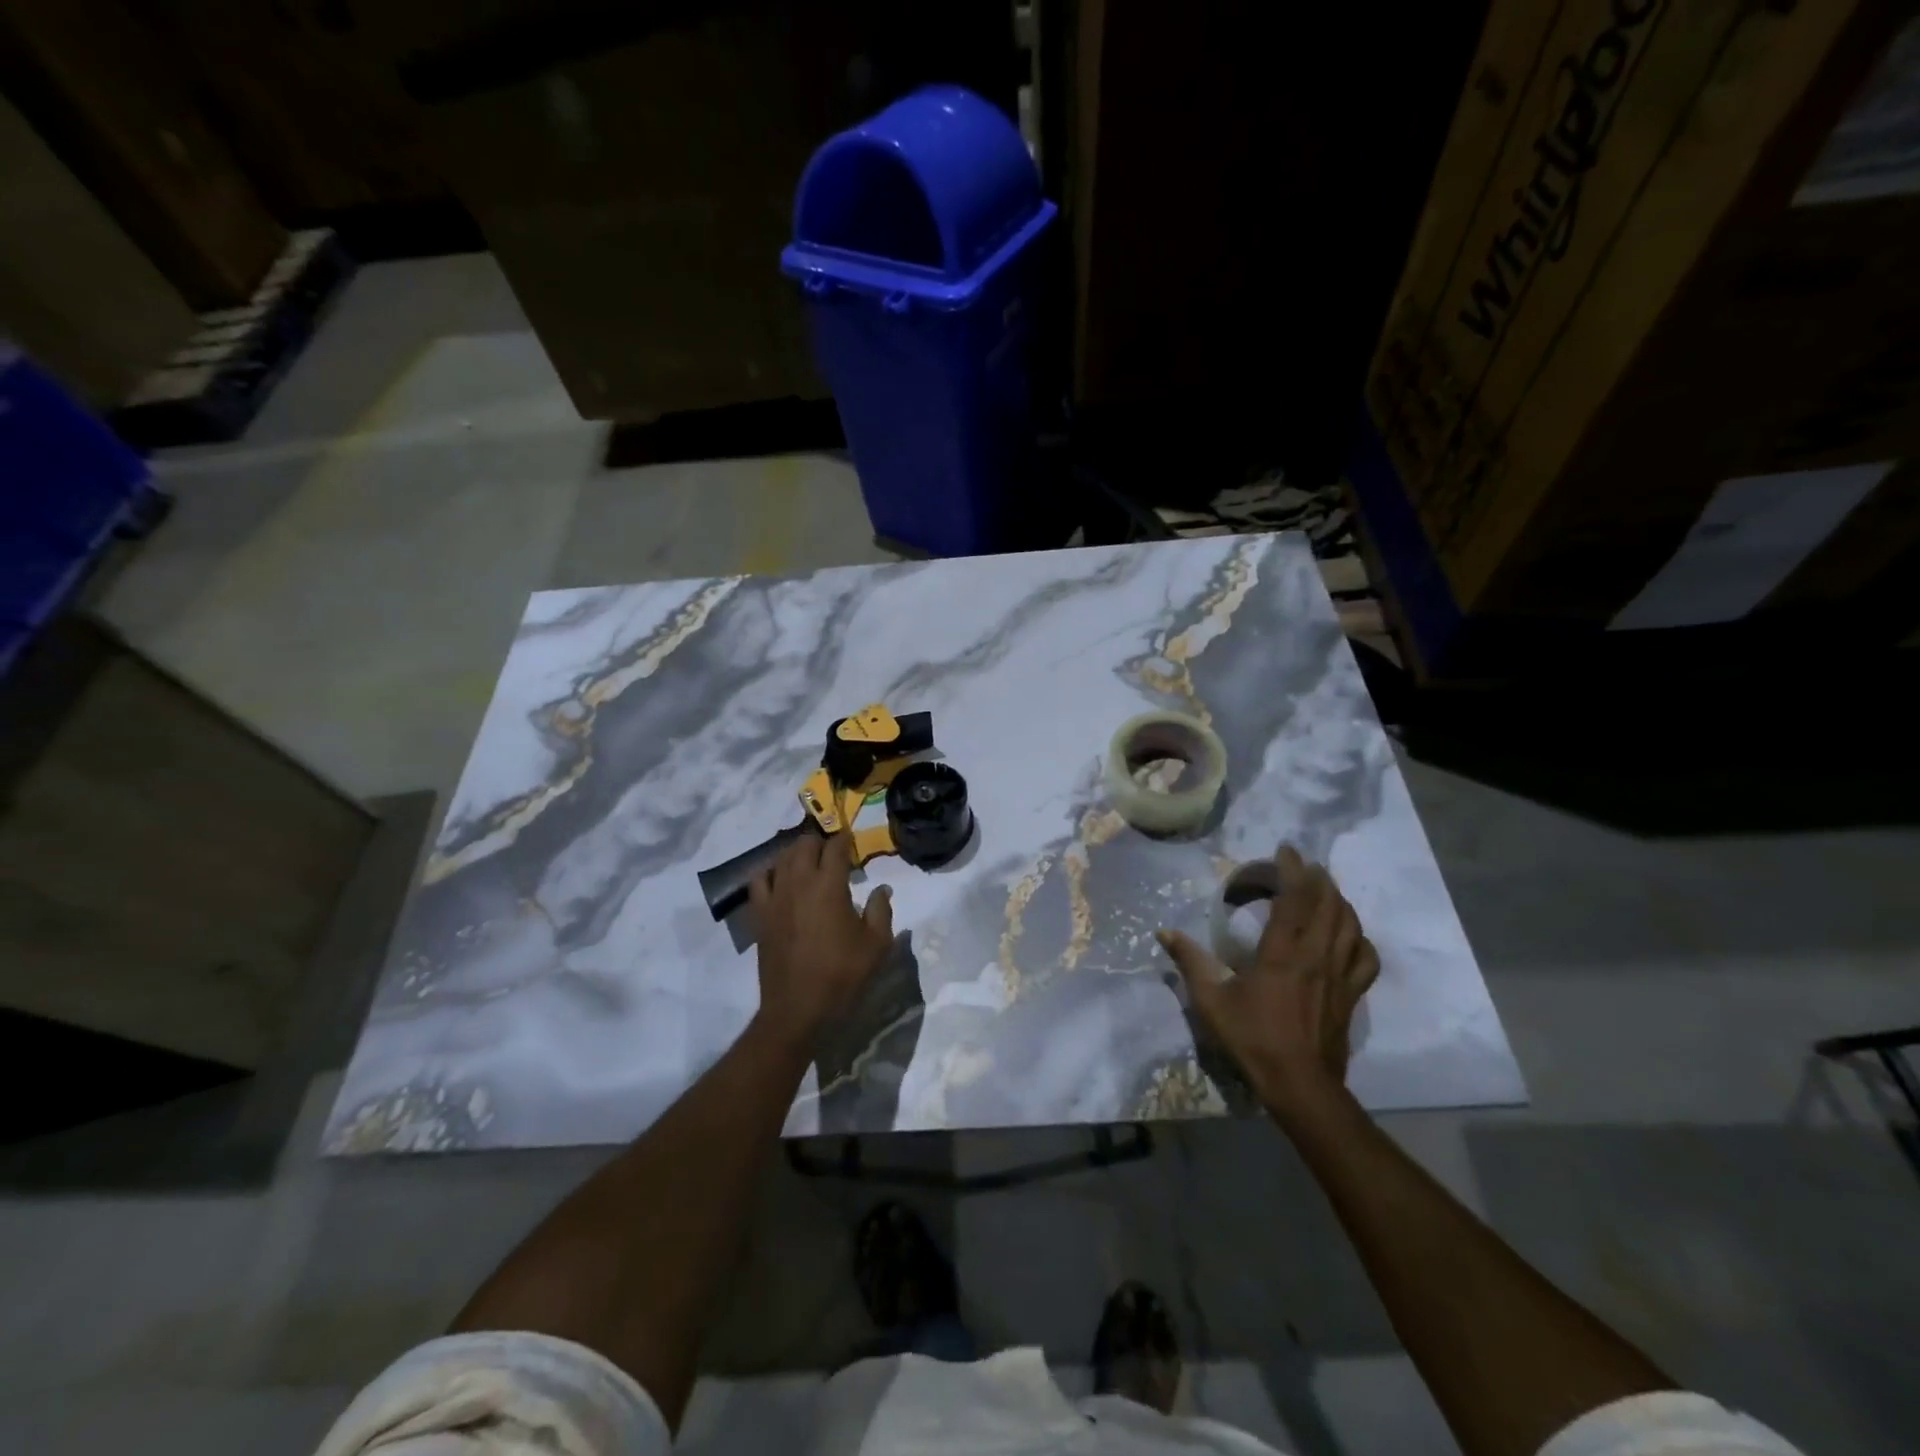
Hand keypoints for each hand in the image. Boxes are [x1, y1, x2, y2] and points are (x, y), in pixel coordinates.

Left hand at [749, 831, 894, 1045]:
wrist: (797, 1009)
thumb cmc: (842, 975)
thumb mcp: (876, 945)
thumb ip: (882, 910)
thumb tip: (882, 888)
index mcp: (829, 885)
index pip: (835, 847)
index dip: (845, 839)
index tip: (852, 840)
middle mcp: (799, 882)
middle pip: (804, 844)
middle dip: (820, 842)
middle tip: (833, 853)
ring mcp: (775, 897)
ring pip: (780, 857)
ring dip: (796, 853)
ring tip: (808, 861)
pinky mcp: (759, 914)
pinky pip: (758, 881)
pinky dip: (770, 872)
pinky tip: (779, 879)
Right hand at [1156, 845, 1378, 1115]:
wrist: (1300, 1085)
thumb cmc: (1252, 1039)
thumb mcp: (1211, 1001)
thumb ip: (1190, 962)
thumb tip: (1164, 933)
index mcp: (1282, 953)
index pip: (1294, 899)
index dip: (1292, 870)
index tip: (1286, 850)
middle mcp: (1316, 956)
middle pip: (1328, 904)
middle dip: (1318, 878)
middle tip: (1304, 865)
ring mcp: (1340, 975)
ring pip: (1350, 925)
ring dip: (1339, 900)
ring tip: (1326, 890)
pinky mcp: (1352, 994)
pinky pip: (1365, 956)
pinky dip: (1359, 937)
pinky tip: (1349, 935)